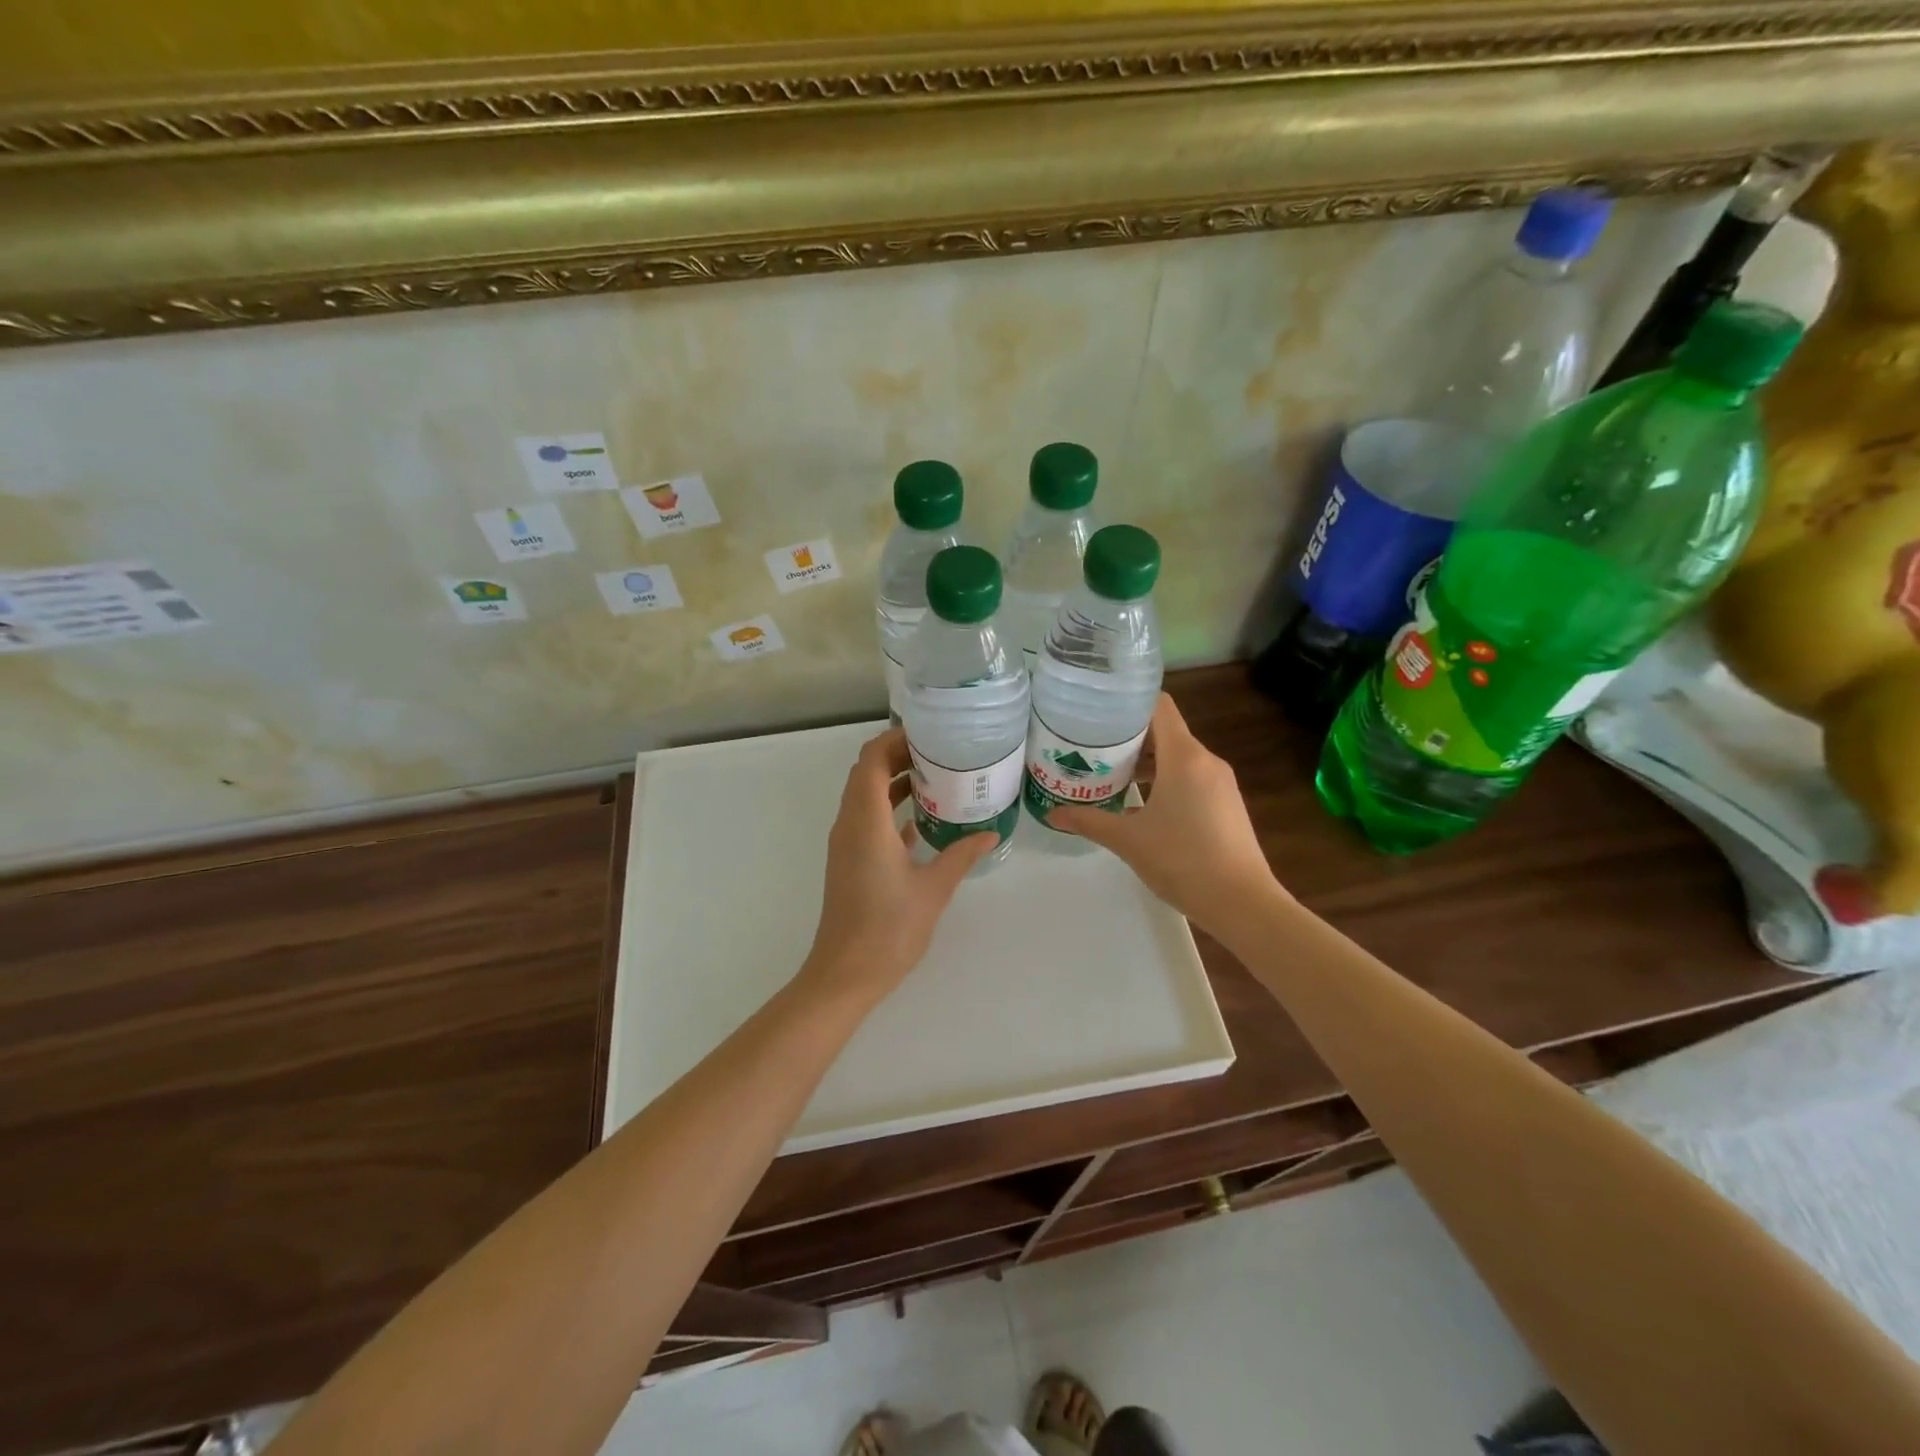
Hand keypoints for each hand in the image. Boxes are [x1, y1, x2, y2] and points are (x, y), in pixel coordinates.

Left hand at [800, 727, 997, 1007]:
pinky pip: (868, 818)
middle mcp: (850, 823)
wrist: (846, 974)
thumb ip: (961, 854)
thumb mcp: (934, 888)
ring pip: (867, 795)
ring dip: (896, 781)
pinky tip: (925, 818)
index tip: (931, 733)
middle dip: (900, 754)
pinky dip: (891, 808)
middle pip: (867, 771)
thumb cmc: (889, 929)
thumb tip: (991, 832)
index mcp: (866, 821)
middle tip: (942, 752)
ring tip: (939, 777)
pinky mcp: (851, 860)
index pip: (872, 759)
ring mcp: (847, 842)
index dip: (897, 739)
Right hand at [1052, 694, 1279, 931]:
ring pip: (1178, 756)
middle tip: (1091, 746)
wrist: (1242, 903)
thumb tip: (1052, 814)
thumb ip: (1088, 821)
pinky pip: (1190, 777)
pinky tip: (1141, 803)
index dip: (1128, 702)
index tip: (1097, 710)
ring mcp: (1220, 783)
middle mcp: (1206, 761)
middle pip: (1165, 730)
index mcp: (1184, 757)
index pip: (1158, 706)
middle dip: (1128, 736)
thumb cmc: (1182, 860)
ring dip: (1145, 761)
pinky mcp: (1226, 804)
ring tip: (1109, 775)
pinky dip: (1164, 780)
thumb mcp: (1127, 840)